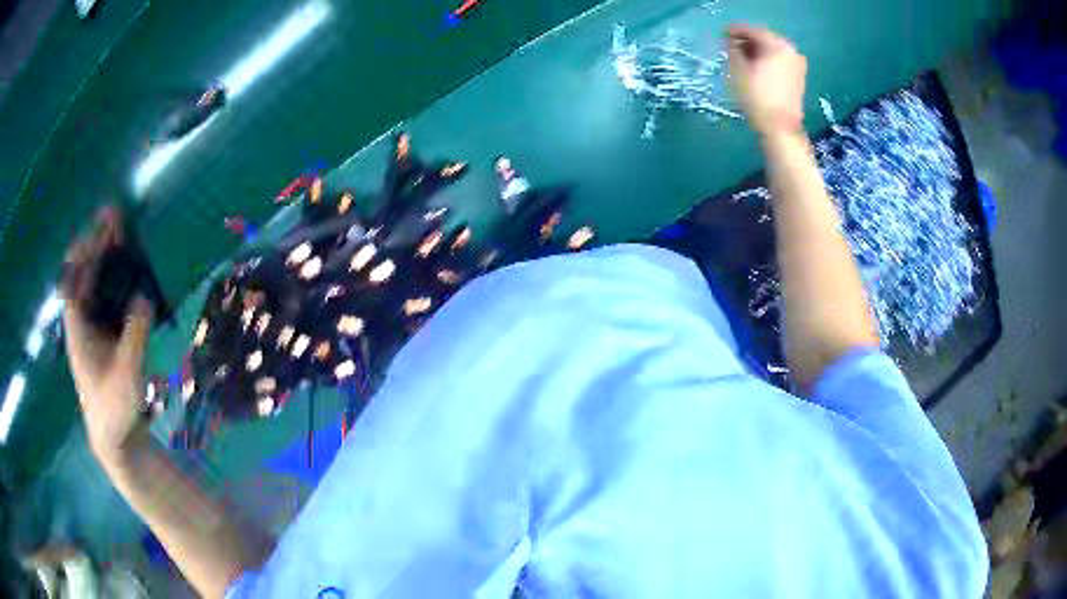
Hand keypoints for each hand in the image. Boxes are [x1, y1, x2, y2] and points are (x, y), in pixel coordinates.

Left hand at [61, 208, 152, 467]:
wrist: (114, 438)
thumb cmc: (114, 410)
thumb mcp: (127, 376)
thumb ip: (135, 336)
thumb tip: (145, 296)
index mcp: (77, 330)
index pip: (73, 280)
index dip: (84, 251)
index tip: (101, 227)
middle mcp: (82, 322)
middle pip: (84, 272)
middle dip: (98, 242)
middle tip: (117, 215)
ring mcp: (93, 327)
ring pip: (96, 281)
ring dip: (108, 255)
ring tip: (124, 231)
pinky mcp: (105, 334)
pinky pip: (108, 296)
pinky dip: (116, 277)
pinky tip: (131, 267)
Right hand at [726, 24, 807, 136]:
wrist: (780, 128)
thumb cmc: (757, 97)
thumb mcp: (738, 70)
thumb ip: (733, 50)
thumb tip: (731, 42)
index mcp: (777, 45)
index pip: (752, 30)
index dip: (735, 31)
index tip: (722, 34)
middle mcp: (790, 50)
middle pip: (764, 39)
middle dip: (747, 41)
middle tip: (730, 45)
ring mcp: (797, 64)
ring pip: (772, 50)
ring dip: (756, 51)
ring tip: (741, 58)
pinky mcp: (798, 77)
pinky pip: (779, 61)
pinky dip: (766, 60)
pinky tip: (755, 68)